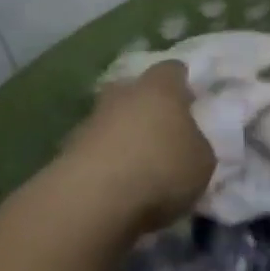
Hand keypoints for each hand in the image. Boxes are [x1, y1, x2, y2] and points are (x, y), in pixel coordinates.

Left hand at [63, 62, 214, 234]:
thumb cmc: (161, 169)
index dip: (182, 83)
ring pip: (111, 120)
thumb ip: (197, 145)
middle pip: (134, 90)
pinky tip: (117, 184)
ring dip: (122, 135)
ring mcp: (90, 121)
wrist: (93, 200)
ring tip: (138, 164)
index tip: (190, 100)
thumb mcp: (202, 162)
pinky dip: (105, 162)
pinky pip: (94, 149)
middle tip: (161, 130)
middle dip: (145, 105)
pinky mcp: (66, 152)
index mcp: (160, 88)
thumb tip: (188, 143)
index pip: (172, 70)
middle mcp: (123, 95)